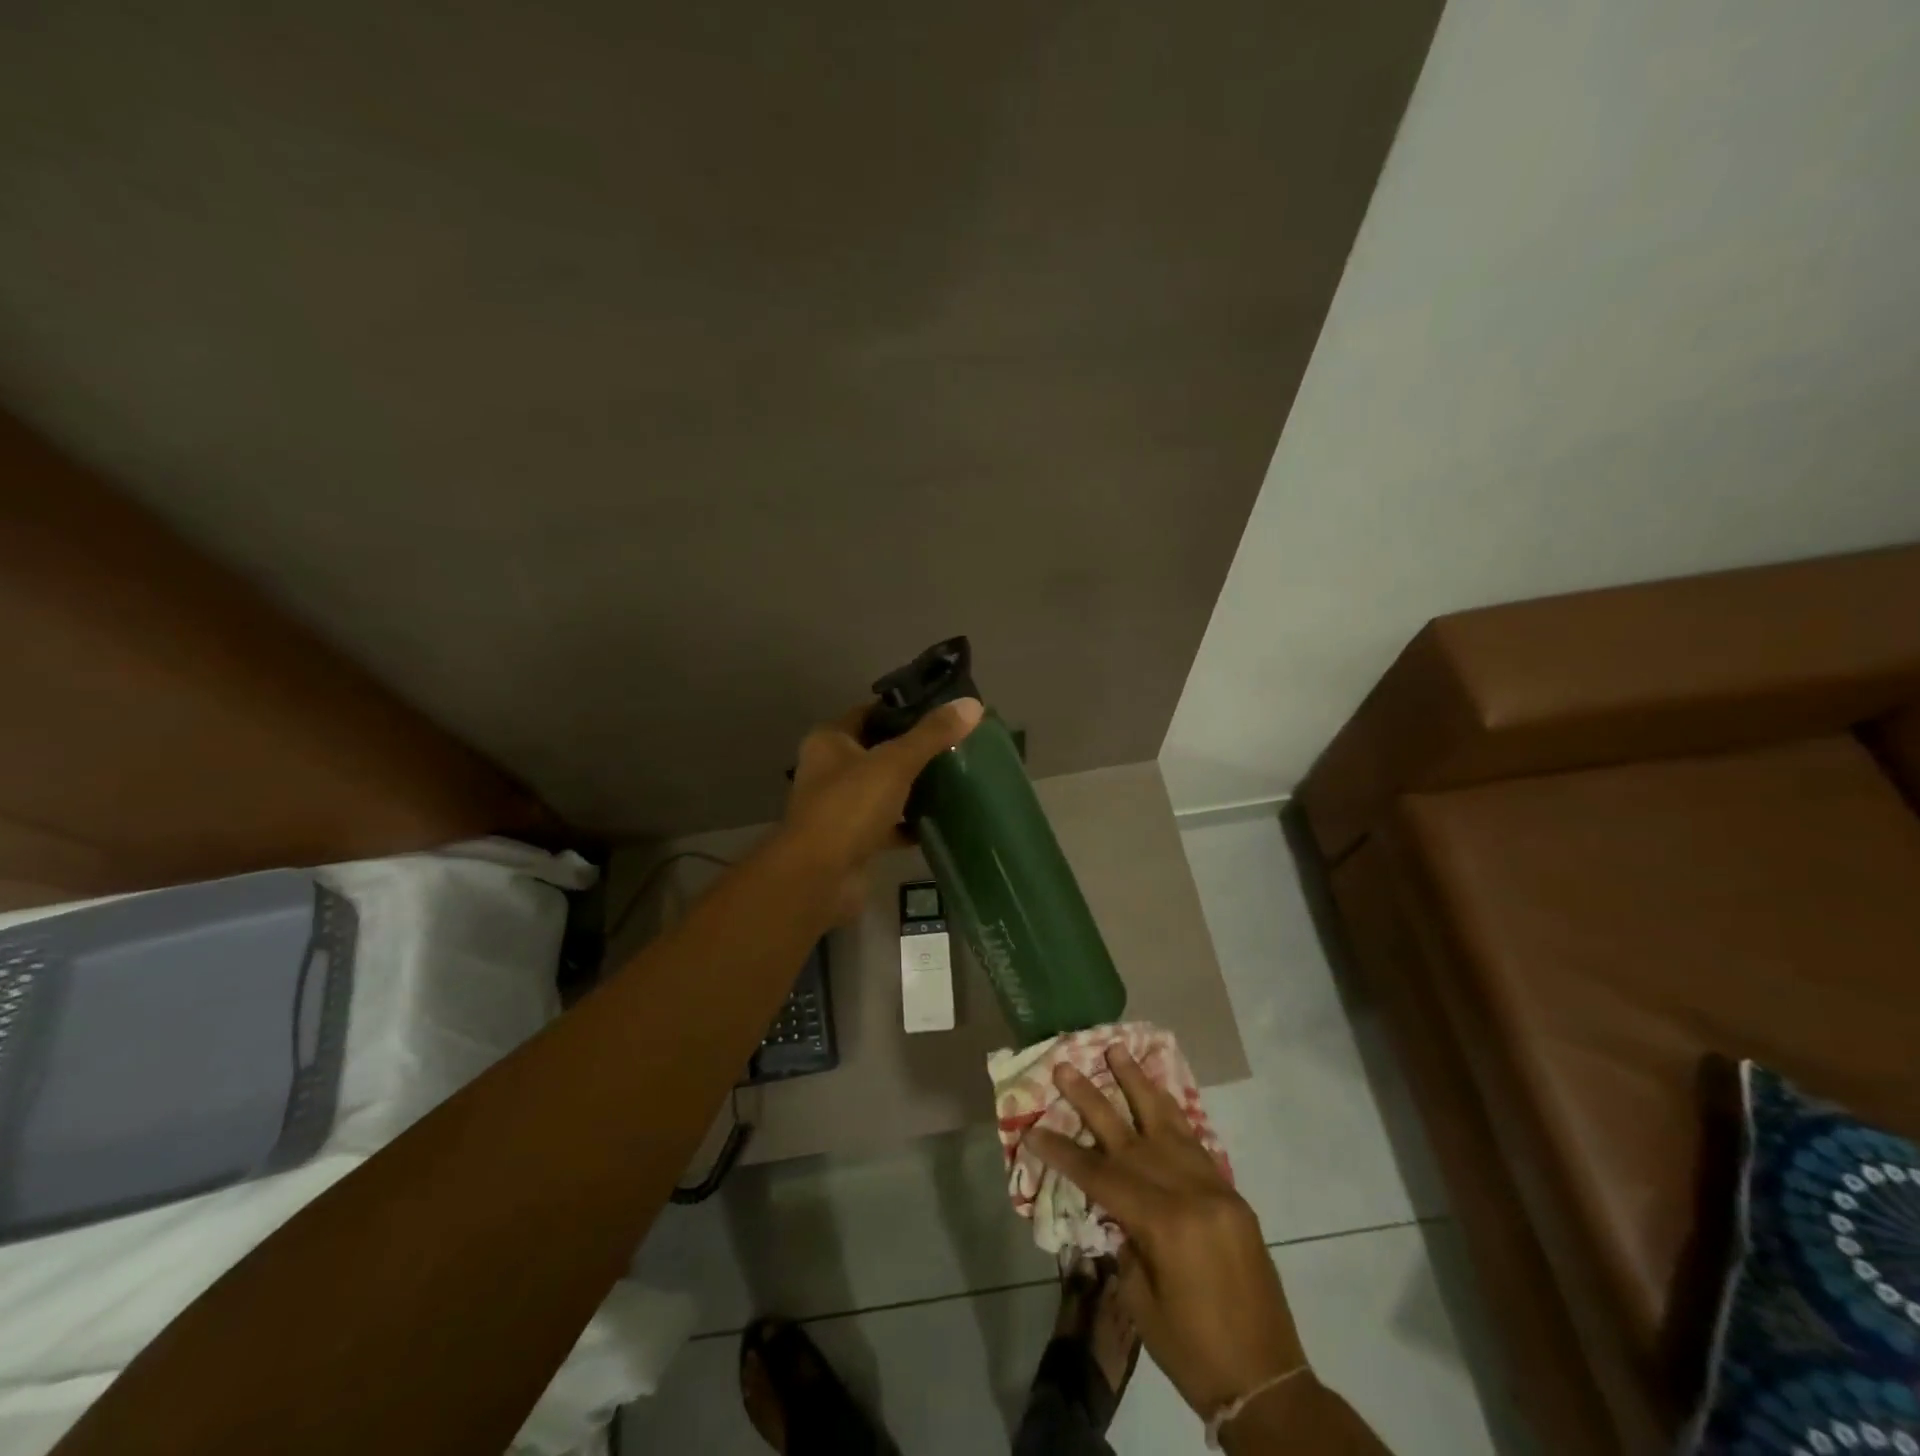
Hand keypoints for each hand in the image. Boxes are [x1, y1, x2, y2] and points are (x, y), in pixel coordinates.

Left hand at [780, 697, 982, 921]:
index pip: (870, 713)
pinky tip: (939, 821)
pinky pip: (886, 824)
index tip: (943, 713)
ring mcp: (839, 807)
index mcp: (830, 741)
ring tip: (954, 779)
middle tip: (955, 746)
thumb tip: (972, 705)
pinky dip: (908, 824)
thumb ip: (932, 734)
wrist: (819, 878)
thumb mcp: (895, 763)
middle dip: (913, 750)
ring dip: (912, 787)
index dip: (904, 710)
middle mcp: (829, 770)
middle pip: (878, 751)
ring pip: (882, 789)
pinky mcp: (852, 840)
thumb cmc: (850, 807)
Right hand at [1030, 1047, 1306, 1417]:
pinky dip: (1174, 1115)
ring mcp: (1216, 1189)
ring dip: (1139, 1086)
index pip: (1100, 1175)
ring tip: (1118, 1050)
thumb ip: (1125, 1241)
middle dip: (1093, 1099)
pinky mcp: (1232, 1196)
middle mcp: (1190, 1193)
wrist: (1268, 1384)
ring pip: (1169, 1124)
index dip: (1063, 1152)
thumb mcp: (1141, 1302)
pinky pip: (1196, 1144)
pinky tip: (1159, 1095)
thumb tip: (1115, 1205)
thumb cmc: (1194, 1353)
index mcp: (1164, 1223)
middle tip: (1066, 1064)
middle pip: (1130, 1136)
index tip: (1033, 1128)